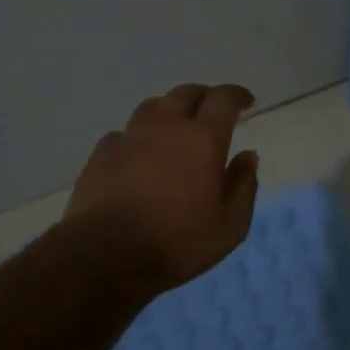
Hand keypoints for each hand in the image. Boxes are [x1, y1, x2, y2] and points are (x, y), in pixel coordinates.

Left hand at [66, 82, 260, 298]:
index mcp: (203, 139)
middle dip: (204, 96)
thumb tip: (248, 156)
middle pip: (186, 93)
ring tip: (175, 127)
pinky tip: (138, 155)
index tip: (246, 101)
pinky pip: (124, 133)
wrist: (104, 255)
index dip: (236, 95)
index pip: (223, 99)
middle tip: (212, 110)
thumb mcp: (229, 226)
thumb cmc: (176, 242)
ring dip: (170, 111)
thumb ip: (243, 186)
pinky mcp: (101, 153)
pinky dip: (138, 138)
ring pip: (153, 107)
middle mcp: (166, 126)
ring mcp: (130, 137)